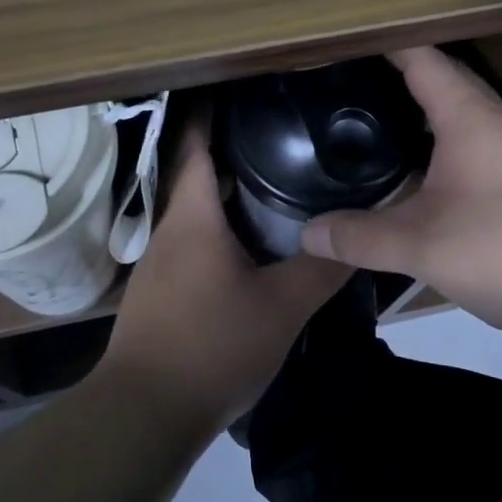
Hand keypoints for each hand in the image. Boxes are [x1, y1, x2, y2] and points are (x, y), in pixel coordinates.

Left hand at [99, 122, 350, 432]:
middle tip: (281, 133)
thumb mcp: (281, 308)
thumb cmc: (212, 347)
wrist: (143, 414)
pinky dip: (219, 225)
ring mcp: (159, 261)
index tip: (244, 87)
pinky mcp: (160, 289)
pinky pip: (192, 239)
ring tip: (272, 179)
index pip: (196, 143)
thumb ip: (322, 269)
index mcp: (192, 216)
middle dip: (233, 149)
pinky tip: (248, 242)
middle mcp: (169, 228)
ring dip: (227, 190)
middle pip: (197, 171)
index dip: (214, 110)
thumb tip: (357, 238)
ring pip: (196, 209)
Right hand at [299, 46, 501, 338]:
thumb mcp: (422, 246)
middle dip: (400, 77)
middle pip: (445, 83)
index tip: (346, 41)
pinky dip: (443, 146)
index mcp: (470, 119)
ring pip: (464, 118)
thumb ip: (361, 237)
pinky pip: (477, 147)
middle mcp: (498, 125)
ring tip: (378, 123)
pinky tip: (424, 176)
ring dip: (425, 114)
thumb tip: (306, 233)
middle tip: (350, 83)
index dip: (385, 45)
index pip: (423, 60)